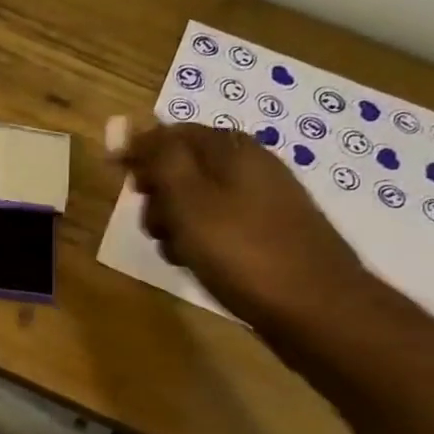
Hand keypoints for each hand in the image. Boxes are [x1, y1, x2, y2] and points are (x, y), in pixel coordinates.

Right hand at [117, 122, 373, 332]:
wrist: (314, 307)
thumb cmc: (240, 249)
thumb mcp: (188, 199)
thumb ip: (158, 159)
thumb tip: (129, 126)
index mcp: (230, 148)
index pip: (171, 133)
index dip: (140, 153)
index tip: (120, 183)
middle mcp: (248, 165)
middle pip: (181, 167)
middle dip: (157, 195)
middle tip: (156, 225)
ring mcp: (261, 199)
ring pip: (195, 201)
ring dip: (174, 223)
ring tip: (178, 251)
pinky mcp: (266, 232)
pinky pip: (216, 225)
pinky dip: (199, 240)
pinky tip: (199, 263)